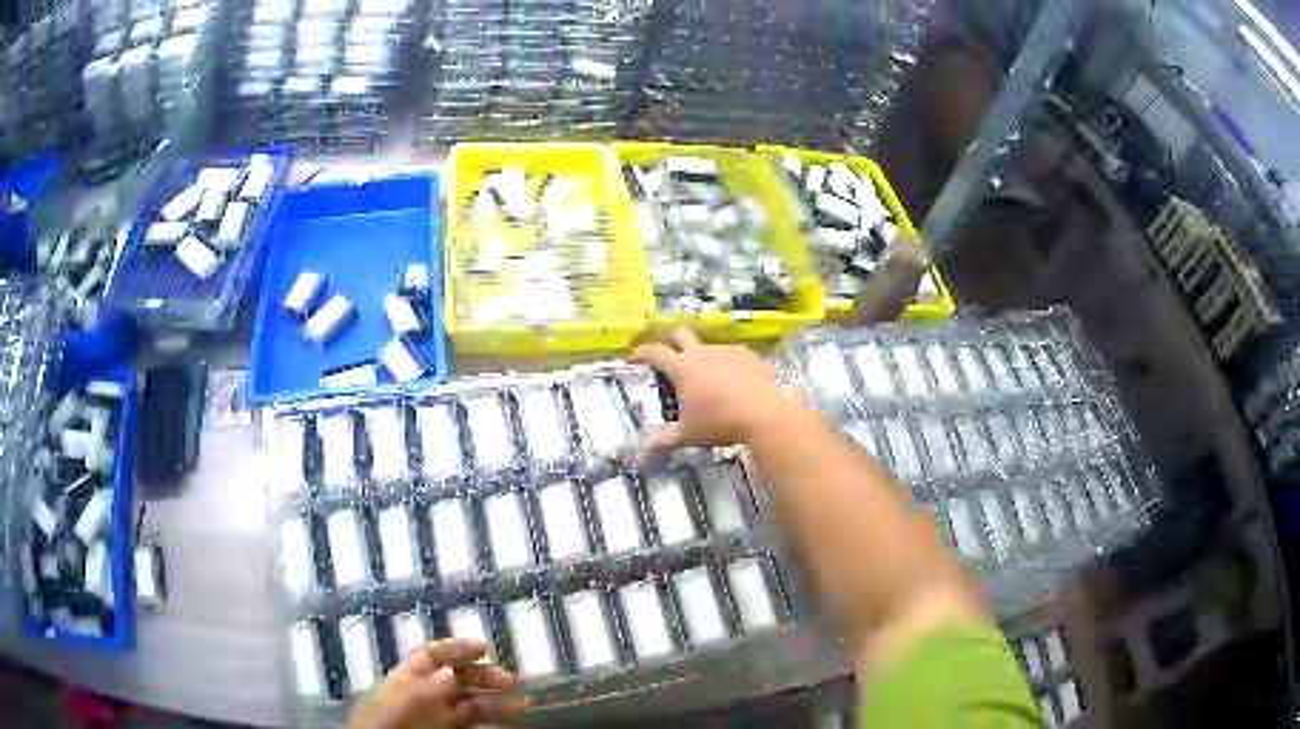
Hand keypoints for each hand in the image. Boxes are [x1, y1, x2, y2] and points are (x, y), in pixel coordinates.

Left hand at [348, 638, 528, 728]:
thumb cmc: (394, 719)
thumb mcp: (413, 696)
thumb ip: (436, 682)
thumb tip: (455, 670)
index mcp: (409, 678)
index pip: (434, 654)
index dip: (458, 648)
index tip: (486, 648)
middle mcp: (425, 696)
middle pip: (458, 679)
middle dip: (486, 676)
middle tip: (514, 681)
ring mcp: (437, 719)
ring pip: (472, 706)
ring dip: (498, 703)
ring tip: (524, 705)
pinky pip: (474, 728)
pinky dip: (493, 726)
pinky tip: (510, 726)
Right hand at [631, 329, 798, 459]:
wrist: (766, 415)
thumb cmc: (721, 424)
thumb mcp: (689, 434)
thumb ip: (664, 440)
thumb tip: (641, 454)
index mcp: (683, 368)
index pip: (655, 352)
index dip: (642, 353)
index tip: (634, 357)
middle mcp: (703, 353)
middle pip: (681, 335)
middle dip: (672, 342)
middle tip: (670, 358)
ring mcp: (728, 352)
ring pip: (709, 346)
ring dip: (703, 357)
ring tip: (708, 379)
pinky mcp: (750, 356)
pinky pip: (733, 355)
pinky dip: (728, 364)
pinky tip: (734, 381)